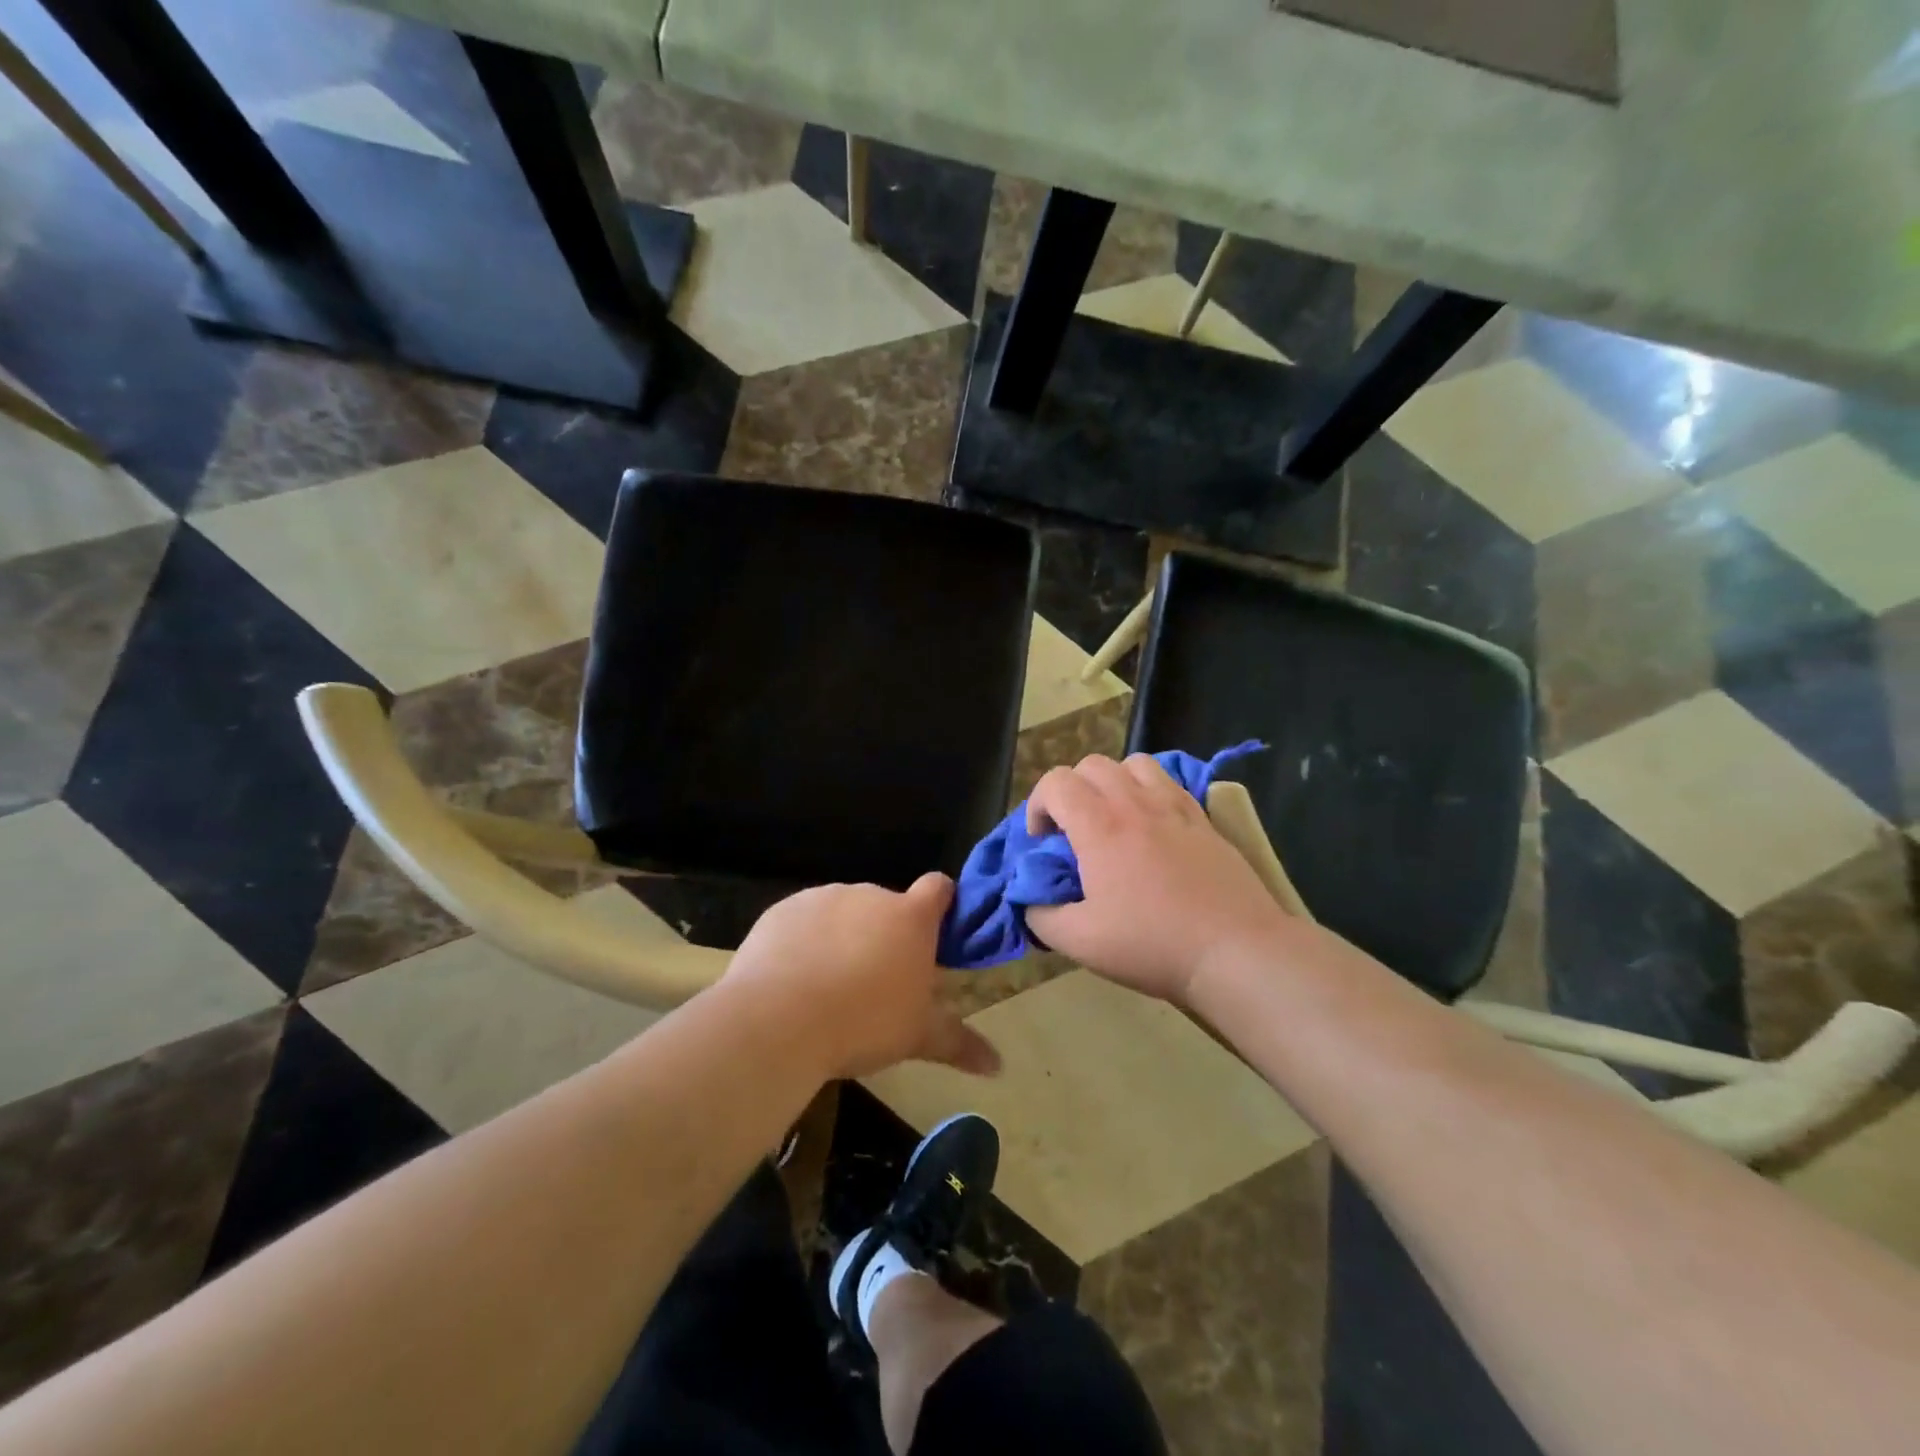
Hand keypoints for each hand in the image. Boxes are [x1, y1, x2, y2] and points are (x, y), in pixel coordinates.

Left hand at [721, 875, 1000, 1082]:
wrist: (779, 1019)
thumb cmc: (864, 1022)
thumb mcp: (917, 1036)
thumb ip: (958, 1043)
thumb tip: (999, 1066)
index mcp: (910, 917)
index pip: (938, 887)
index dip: (941, 902)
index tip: (935, 929)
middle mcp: (870, 895)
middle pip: (886, 905)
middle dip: (884, 933)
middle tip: (876, 980)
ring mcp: (824, 897)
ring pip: (842, 912)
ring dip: (843, 935)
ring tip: (828, 985)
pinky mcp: (783, 909)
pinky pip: (802, 920)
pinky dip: (803, 939)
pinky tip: (792, 978)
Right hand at [1023, 754, 1293, 1004]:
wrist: (1235, 950)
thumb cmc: (1152, 944)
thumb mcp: (1080, 942)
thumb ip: (1042, 917)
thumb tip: (1031, 902)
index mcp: (1099, 826)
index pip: (1055, 782)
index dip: (1037, 805)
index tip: (1042, 842)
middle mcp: (1134, 803)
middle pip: (1091, 765)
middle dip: (1071, 790)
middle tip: (1073, 831)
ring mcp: (1174, 806)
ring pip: (1133, 763)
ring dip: (1113, 782)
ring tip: (1113, 818)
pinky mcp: (1203, 818)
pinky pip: (1169, 782)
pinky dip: (1149, 791)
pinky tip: (1153, 826)